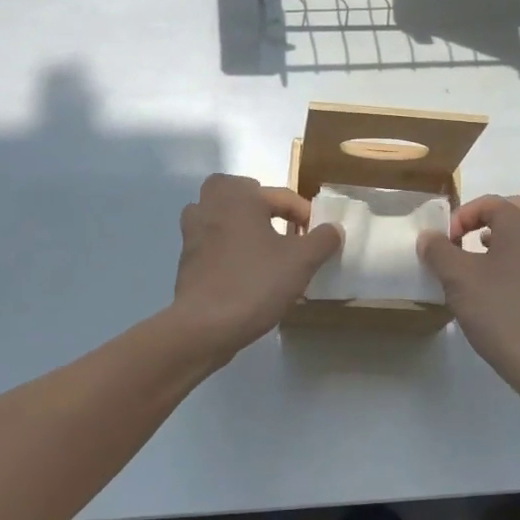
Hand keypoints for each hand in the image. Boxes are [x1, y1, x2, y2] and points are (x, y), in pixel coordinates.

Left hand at [172, 174, 341, 357]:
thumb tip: (334, 228)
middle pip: (237, 192)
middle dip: (259, 204)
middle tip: (279, 225)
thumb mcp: (301, 261)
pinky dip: (226, 250)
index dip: (305, 214)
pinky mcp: (186, 262)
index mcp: (237, 197)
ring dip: (238, 225)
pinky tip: (245, 272)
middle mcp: (210, 207)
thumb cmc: (255, 282)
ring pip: (218, 217)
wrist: (204, 326)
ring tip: (261, 247)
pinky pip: (211, 244)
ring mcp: (192, 234)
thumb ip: (322, 240)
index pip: (280, 195)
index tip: (318, 237)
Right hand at [419, 195, 519, 395]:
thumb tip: (429, 236)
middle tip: (470, 236)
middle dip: (492, 217)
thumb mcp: (457, 278)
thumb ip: (438, 251)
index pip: (489, 202)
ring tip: (478, 260)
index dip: (461, 216)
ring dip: (504, 238)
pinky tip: (496, 286)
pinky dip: (515, 259)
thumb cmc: (499, 310)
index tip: (444, 241)